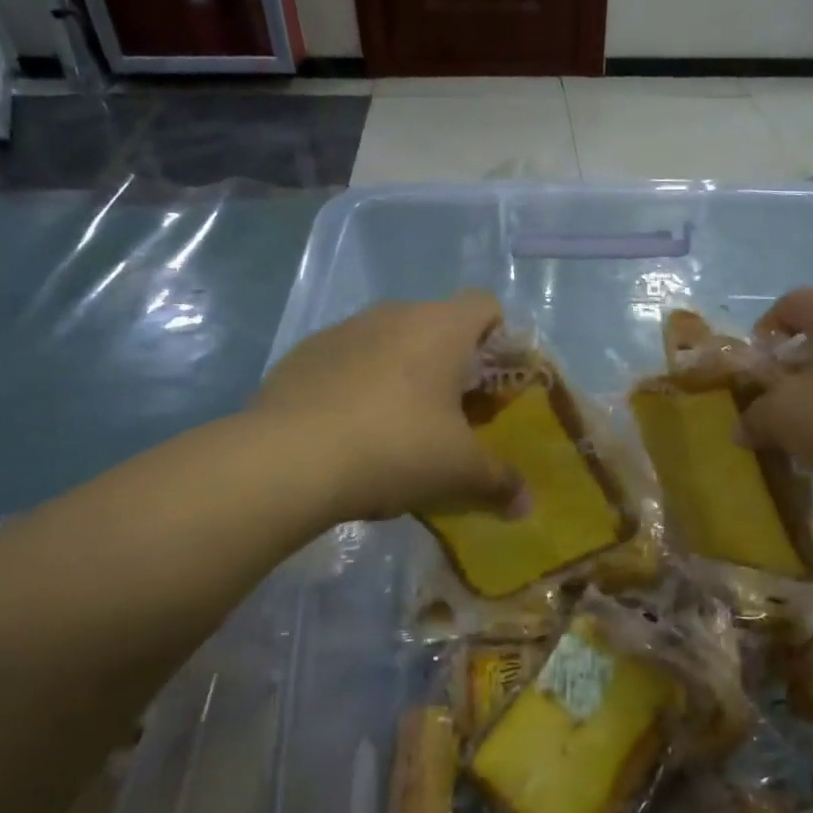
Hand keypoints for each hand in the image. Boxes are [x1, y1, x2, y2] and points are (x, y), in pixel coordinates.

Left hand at [251, 292, 521, 522]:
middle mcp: (394, 314)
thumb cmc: (394, 448)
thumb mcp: (459, 472)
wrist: (286, 461)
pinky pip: (347, 361)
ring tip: (398, 428)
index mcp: (441, 327)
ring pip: (390, 343)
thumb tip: (526, 505)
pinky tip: (349, 431)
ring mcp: (343, 330)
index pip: (486, 306)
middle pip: (438, 327)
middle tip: (453, 416)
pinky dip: (358, 386)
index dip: (499, 340)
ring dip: (403, 374)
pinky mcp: (303, 354)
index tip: (493, 386)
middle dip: (451, 366)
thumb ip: (500, 482)